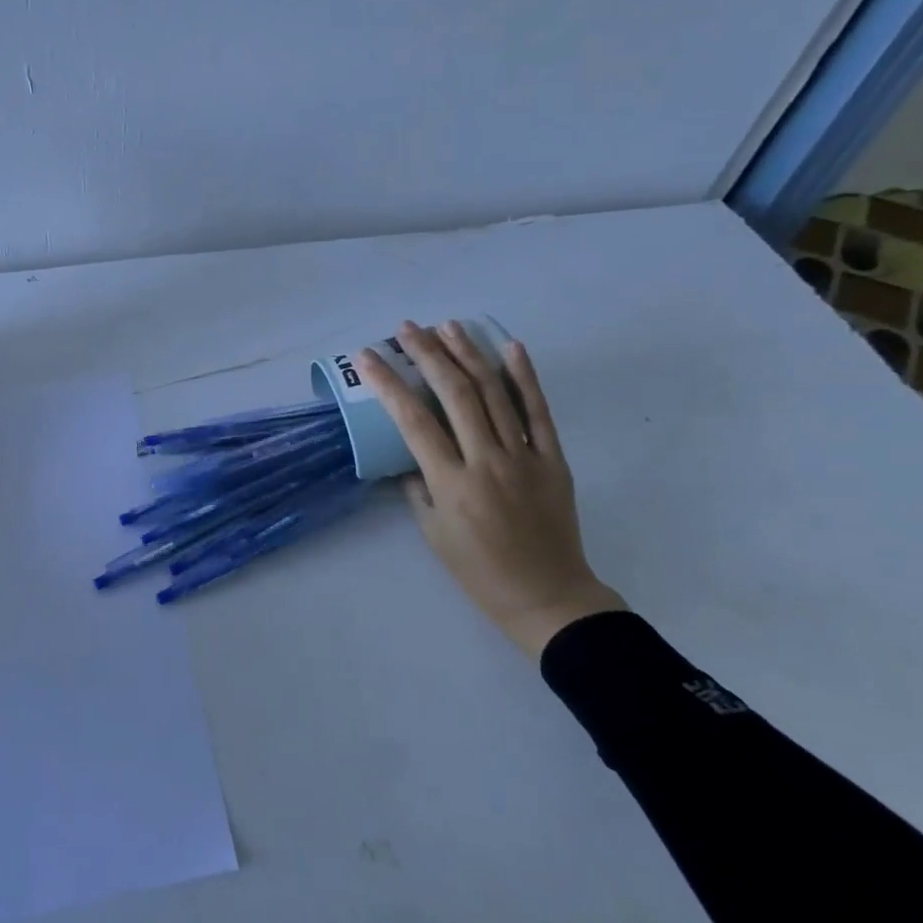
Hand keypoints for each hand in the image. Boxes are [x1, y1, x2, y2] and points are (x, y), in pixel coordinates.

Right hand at [359, 320, 625, 658]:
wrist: (547, 596)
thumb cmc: (478, 570)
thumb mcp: (432, 533)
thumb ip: (417, 487)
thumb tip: (411, 454)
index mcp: (452, 483)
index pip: (413, 421)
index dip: (388, 383)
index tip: (368, 356)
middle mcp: (487, 461)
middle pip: (456, 394)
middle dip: (428, 354)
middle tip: (408, 328)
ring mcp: (525, 457)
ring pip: (495, 393)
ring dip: (469, 354)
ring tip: (448, 326)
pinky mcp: (554, 459)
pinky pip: (539, 412)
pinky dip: (525, 377)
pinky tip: (510, 347)